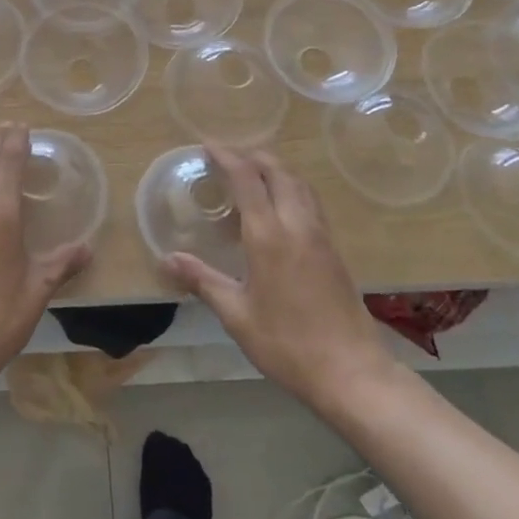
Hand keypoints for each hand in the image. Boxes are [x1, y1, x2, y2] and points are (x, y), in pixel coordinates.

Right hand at [163, 146, 395, 412]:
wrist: (351, 372)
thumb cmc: (287, 344)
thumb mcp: (237, 315)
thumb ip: (202, 281)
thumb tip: (166, 259)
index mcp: (268, 235)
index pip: (247, 179)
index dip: (227, 157)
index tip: (208, 145)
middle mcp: (297, 224)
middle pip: (278, 171)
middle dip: (252, 156)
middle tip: (228, 158)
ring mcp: (320, 235)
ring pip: (299, 183)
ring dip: (275, 169)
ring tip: (252, 176)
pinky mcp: (334, 249)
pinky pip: (311, 201)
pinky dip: (291, 188)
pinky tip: (279, 208)